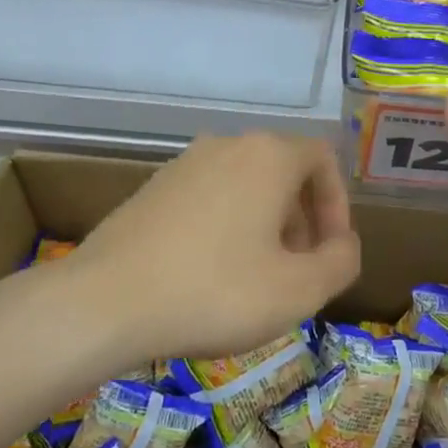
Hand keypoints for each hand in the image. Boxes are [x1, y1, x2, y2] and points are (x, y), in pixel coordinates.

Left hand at [67, 134, 360, 361]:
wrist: (104, 302)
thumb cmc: (215, 292)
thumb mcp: (299, 290)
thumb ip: (341, 262)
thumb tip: (343, 244)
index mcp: (268, 156)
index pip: (323, 159)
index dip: (338, 205)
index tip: (330, 252)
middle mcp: (227, 145)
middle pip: (284, 172)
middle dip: (303, 220)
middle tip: (298, 270)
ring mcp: (184, 163)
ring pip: (246, 186)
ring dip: (266, 225)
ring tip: (257, 277)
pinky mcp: (153, 188)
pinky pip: (210, 198)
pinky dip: (227, 226)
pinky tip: (211, 274)